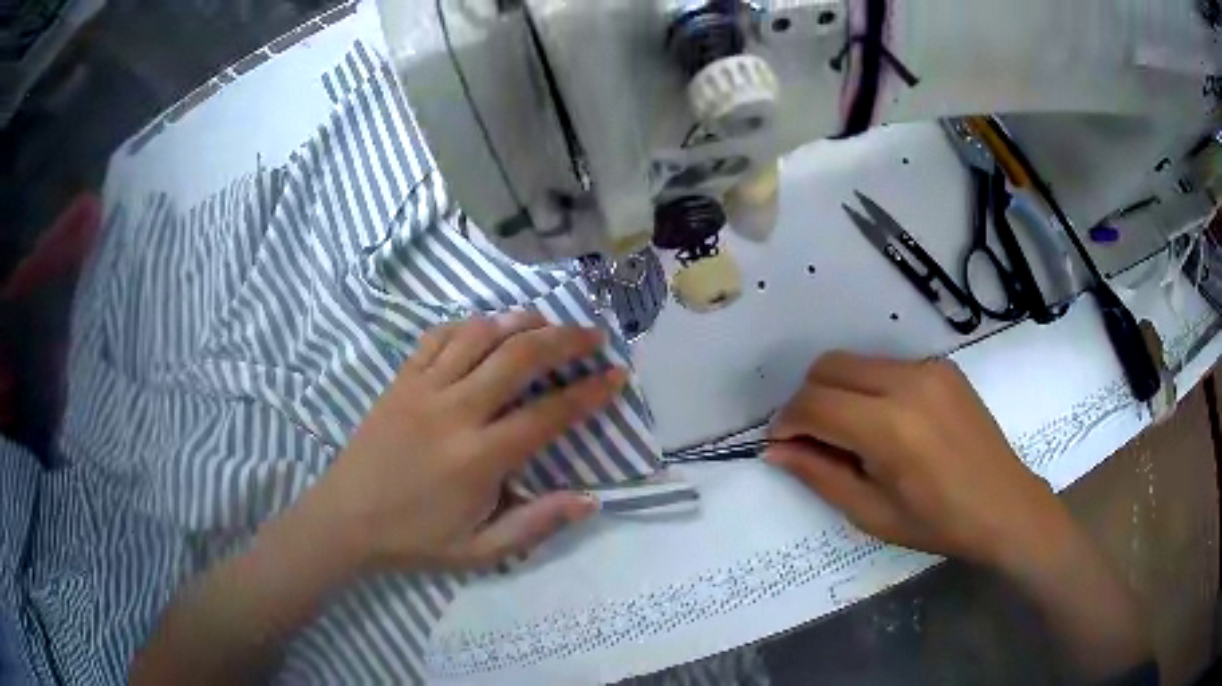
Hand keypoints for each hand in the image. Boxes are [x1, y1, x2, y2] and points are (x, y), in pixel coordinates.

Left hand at [306, 311, 625, 572]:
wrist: (344, 520)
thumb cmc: (414, 540)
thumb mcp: (480, 551)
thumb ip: (535, 525)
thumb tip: (590, 500)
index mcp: (479, 458)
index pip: (548, 415)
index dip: (589, 392)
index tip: (617, 374)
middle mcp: (454, 412)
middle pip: (518, 358)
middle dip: (564, 339)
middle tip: (592, 333)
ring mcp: (423, 389)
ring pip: (478, 335)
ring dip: (518, 321)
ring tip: (546, 320)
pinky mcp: (400, 381)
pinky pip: (437, 337)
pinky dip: (468, 325)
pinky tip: (485, 327)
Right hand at [766, 352, 1071, 570]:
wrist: (1004, 506)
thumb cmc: (937, 523)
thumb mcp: (871, 513)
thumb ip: (819, 475)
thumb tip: (776, 450)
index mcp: (890, 428)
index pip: (814, 403)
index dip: (787, 422)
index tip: (781, 444)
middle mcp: (908, 383)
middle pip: (829, 366)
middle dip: (807, 399)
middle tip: (812, 439)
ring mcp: (929, 368)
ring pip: (856, 361)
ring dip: (838, 391)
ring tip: (851, 434)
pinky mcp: (943, 366)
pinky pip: (887, 365)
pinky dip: (870, 388)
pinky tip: (887, 423)